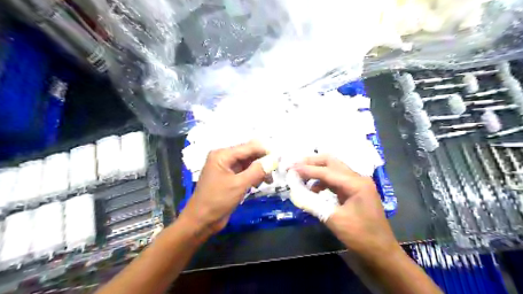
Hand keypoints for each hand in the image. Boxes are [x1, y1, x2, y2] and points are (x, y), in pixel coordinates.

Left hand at [182, 142, 268, 234]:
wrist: (201, 221)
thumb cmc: (217, 201)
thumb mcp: (239, 185)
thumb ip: (257, 170)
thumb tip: (274, 159)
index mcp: (222, 155)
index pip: (249, 147)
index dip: (265, 151)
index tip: (280, 158)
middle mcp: (224, 157)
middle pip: (249, 153)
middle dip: (262, 161)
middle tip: (275, 172)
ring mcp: (226, 167)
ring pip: (248, 163)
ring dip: (259, 170)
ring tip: (267, 181)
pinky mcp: (228, 177)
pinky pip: (244, 171)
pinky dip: (253, 176)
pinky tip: (257, 185)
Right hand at [294, 155, 401, 260]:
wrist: (381, 252)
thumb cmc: (360, 236)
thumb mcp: (334, 220)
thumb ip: (313, 203)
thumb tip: (294, 193)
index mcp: (356, 183)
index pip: (327, 171)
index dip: (307, 169)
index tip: (291, 167)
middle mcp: (358, 178)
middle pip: (332, 162)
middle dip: (312, 162)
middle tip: (295, 165)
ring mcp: (357, 184)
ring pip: (333, 169)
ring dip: (317, 171)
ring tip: (301, 177)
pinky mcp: (354, 191)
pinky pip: (336, 180)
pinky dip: (323, 181)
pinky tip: (314, 190)